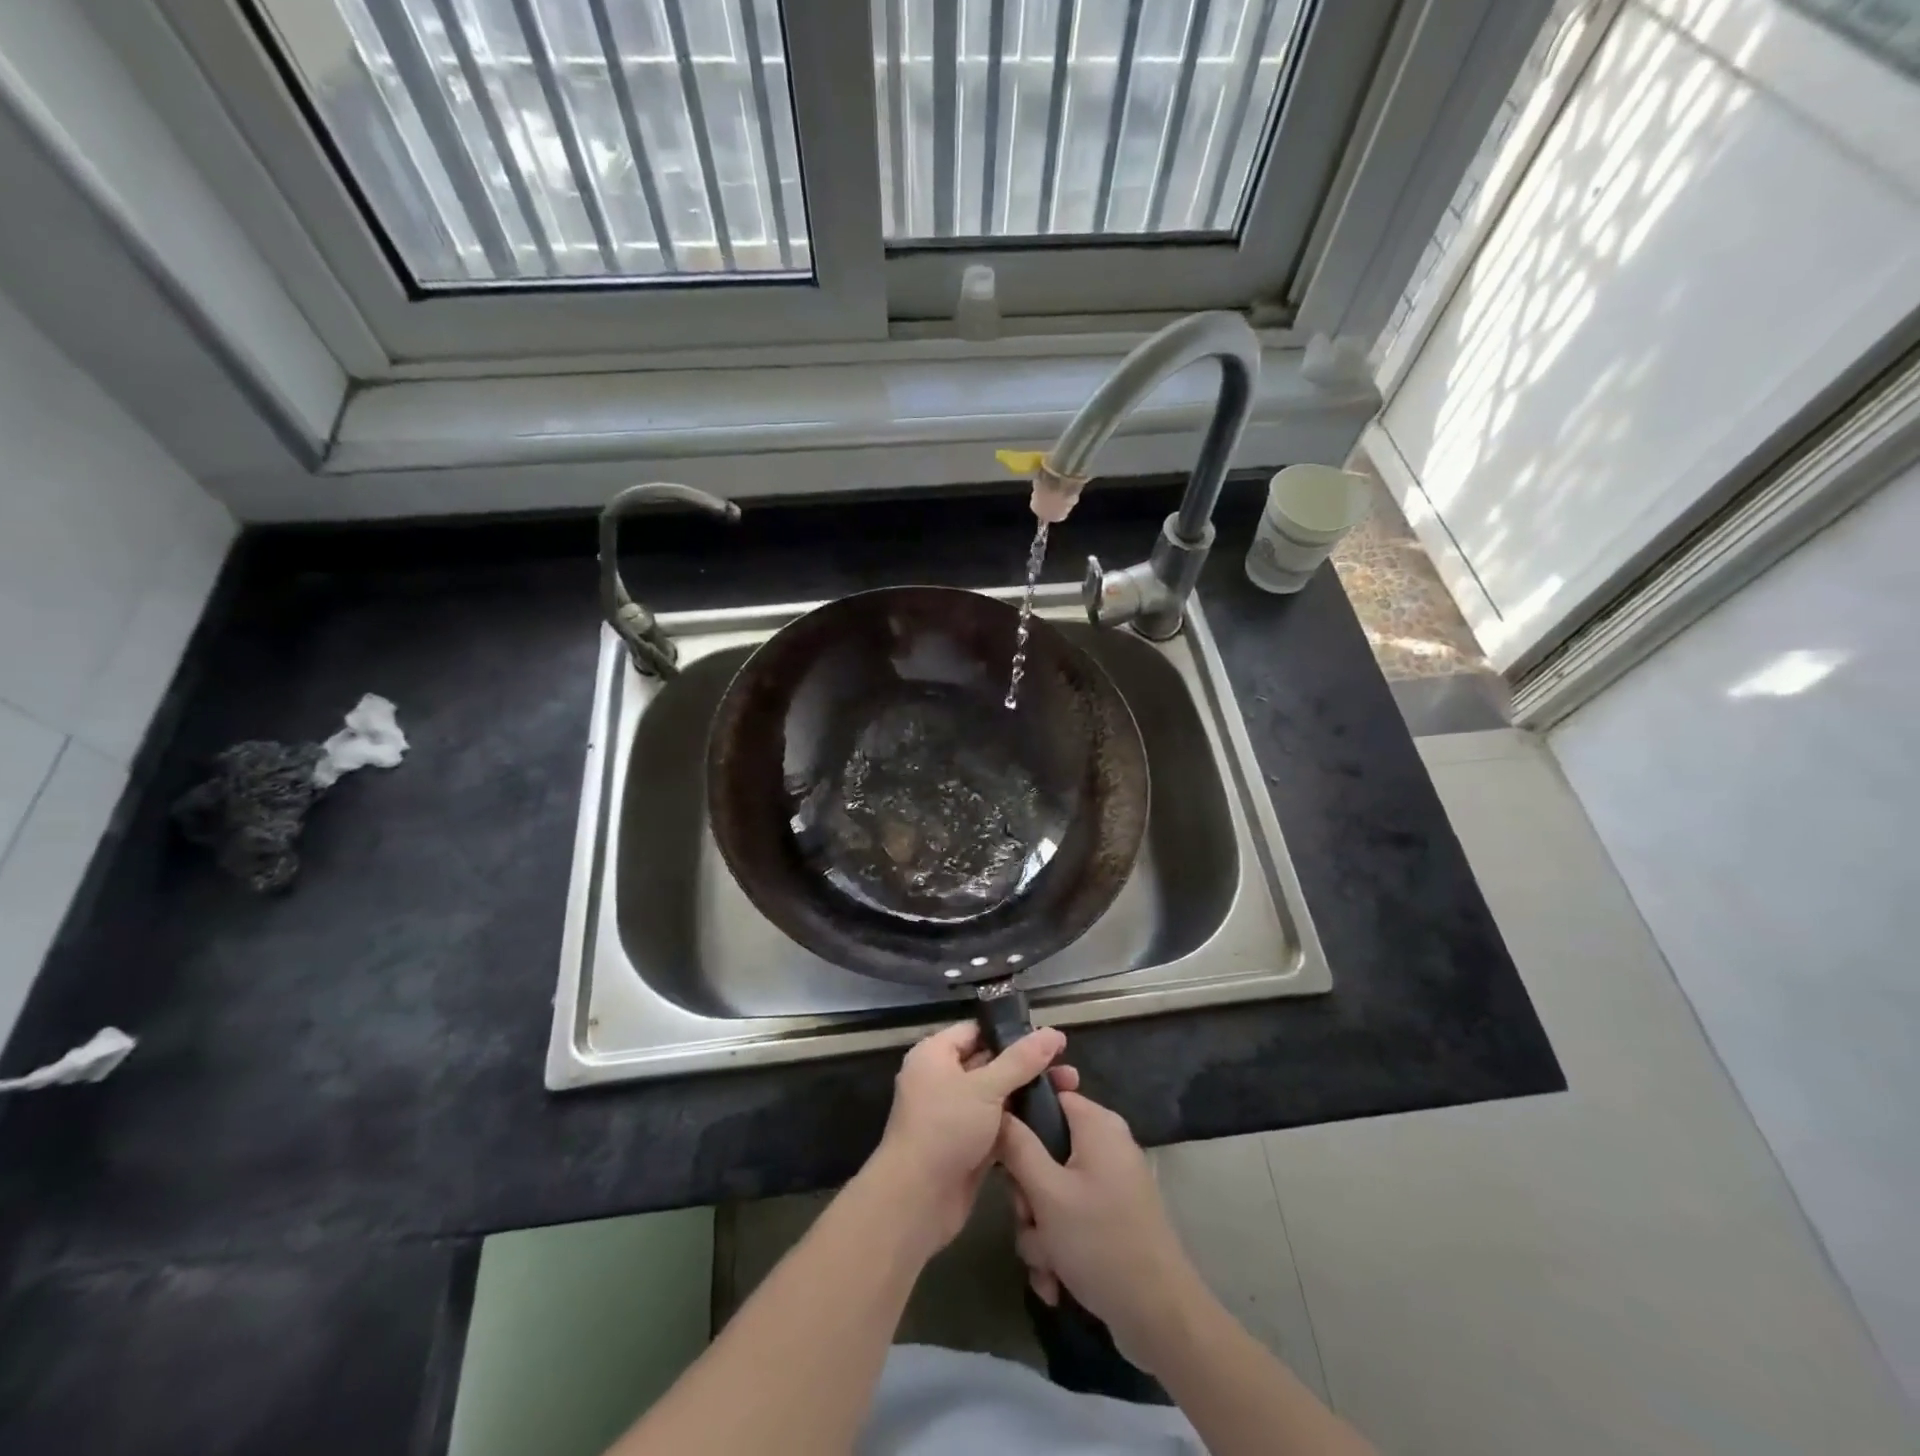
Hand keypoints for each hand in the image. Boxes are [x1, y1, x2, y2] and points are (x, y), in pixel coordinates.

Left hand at [865, 1021, 1072, 1253]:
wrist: (917, 1201)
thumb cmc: (945, 1129)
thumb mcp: (985, 1088)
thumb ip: (1021, 1061)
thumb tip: (1053, 1032)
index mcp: (935, 1055)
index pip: (976, 1031)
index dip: (1011, 1032)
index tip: (1048, 1038)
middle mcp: (942, 1079)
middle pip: (990, 1063)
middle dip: (1028, 1066)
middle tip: (1068, 1069)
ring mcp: (955, 1114)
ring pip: (997, 1097)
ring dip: (1028, 1096)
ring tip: (1070, 1092)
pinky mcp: (967, 1145)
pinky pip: (997, 1125)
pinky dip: (1020, 1124)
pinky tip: (1053, 1121)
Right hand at [997, 1090, 1205, 1373]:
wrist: (1160, 1318)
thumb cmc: (1100, 1242)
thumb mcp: (1047, 1194)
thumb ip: (1017, 1147)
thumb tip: (998, 1112)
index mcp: (1097, 1125)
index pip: (1048, 1096)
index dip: (1020, 1119)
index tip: (1001, 1152)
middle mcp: (1105, 1147)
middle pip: (1045, 1151)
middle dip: (1028, 1195)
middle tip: (1028, 1219)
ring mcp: (1109, 1185)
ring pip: (1052, 1193)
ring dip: (1039, 1232)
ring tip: (1045, 1264)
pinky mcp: (1110, 1219)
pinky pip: (1070, 1220)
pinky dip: (1058, 1249)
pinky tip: (1055, 1283)